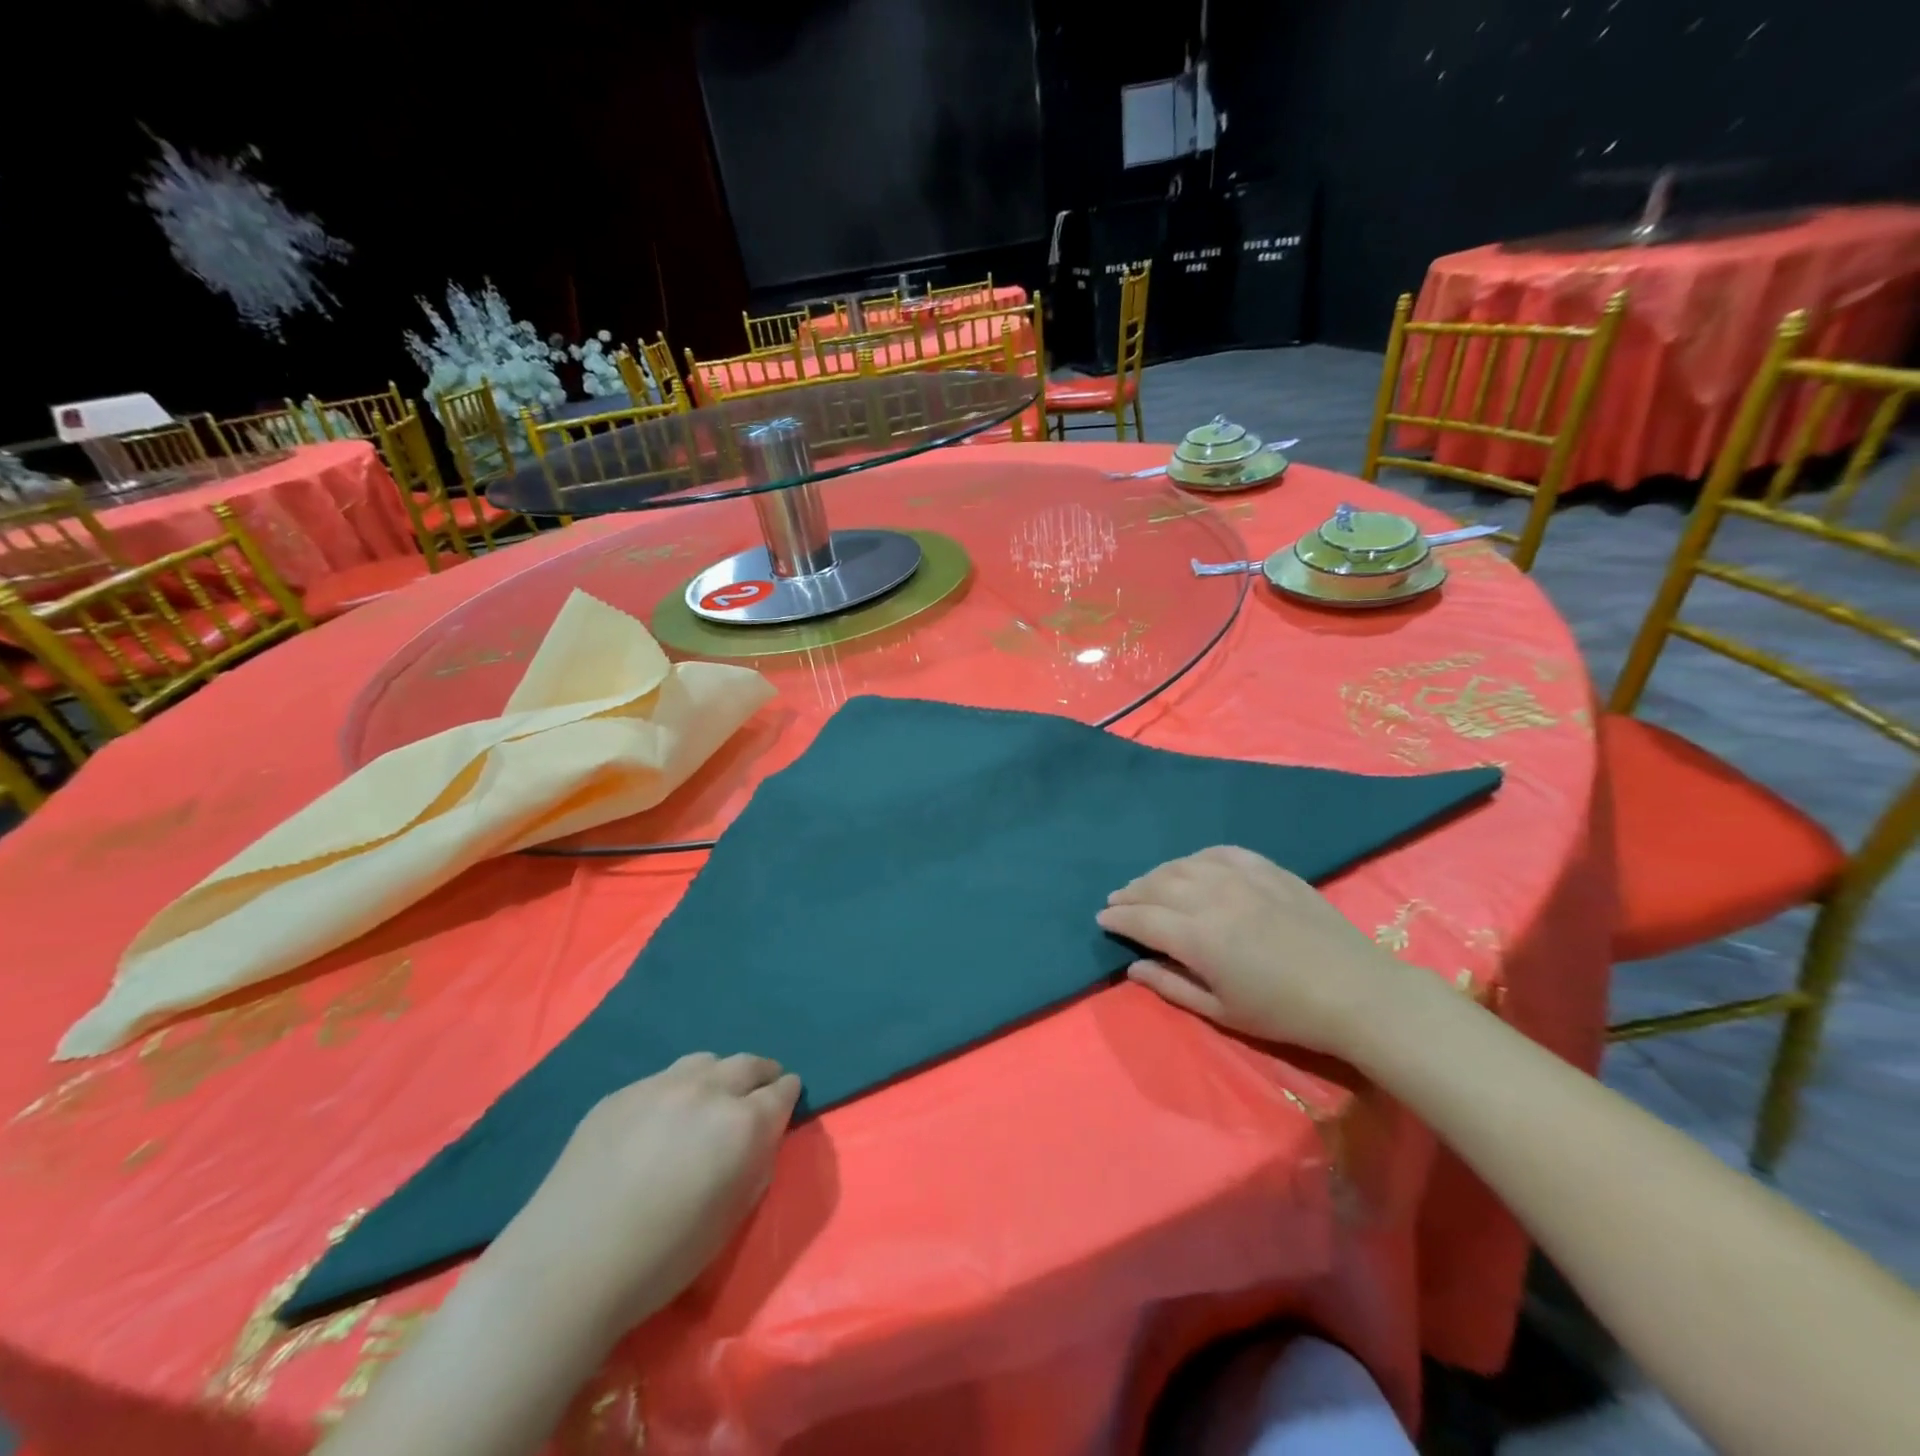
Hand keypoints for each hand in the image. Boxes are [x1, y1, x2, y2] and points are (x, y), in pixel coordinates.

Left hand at [487, 1052, 801, 1341]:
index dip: (788, 1094)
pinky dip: (676, 1090)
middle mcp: (707, 1091)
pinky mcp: (621, 1093)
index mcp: (742, 1124)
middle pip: (748, 1064)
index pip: (782, 1090)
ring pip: (705, 1061)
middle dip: (761, 1075)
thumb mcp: (731, 1220)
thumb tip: (758, 1140)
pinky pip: (662, 1079)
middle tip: (760, 1090)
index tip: (787, 1099)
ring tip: (711, 1099)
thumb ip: (754, 1166)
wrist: (567, 1266)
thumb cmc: (661, 1259)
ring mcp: (660, 1085)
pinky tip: (660, 1120)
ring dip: (719, 1075)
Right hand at [1096, 845, 1408, 1056]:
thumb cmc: (1283, 1012)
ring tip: (1147, 884)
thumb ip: (1171, 986)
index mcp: (1197, 937)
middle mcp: (1211, 897)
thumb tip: (1132, 966)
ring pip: (1183, 865)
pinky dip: (1197, 858)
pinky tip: (1192, 866)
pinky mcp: (1266, 868)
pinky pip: (1220, 852)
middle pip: (1156, 886)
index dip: (1117, 918)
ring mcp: (1240, 877)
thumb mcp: (1221, 1012)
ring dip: (1158, 874)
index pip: (1141, 919)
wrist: (1354, 991)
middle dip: (1130, 893)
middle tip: (1117, 900)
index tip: (1102, 919)